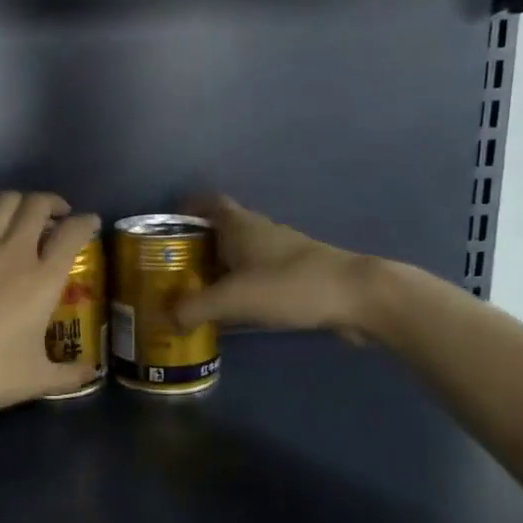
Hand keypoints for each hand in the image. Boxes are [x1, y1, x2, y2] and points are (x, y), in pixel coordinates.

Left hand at [0, 191, 101, 426]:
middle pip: (37, 206)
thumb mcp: (36, 379)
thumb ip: (69, 374)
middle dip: (51, 204)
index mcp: (43, 280)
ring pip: (3, 201)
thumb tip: (92, 374)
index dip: (85, 222)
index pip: (72, 234)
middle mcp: (14, 252)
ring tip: (20, 209)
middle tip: (54, 214)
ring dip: (18, 200)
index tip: (89, 223)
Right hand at [172, 195, 389, 343]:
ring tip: (195, 296)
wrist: (357, 297)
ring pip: (240, 256)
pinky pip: (258, 277)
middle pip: (220, 231)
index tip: (165, 231)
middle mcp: (260, 232)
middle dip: (195, 248)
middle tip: (171, 272)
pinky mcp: (297, 276)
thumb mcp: (233, 298)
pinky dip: (240, 288)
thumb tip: (166, 318)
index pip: (208, 203)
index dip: (186, 211)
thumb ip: (194, 307)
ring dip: (218, 271)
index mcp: (240, 225)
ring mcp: (282, 253)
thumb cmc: (289, 286)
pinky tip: (232, 313)